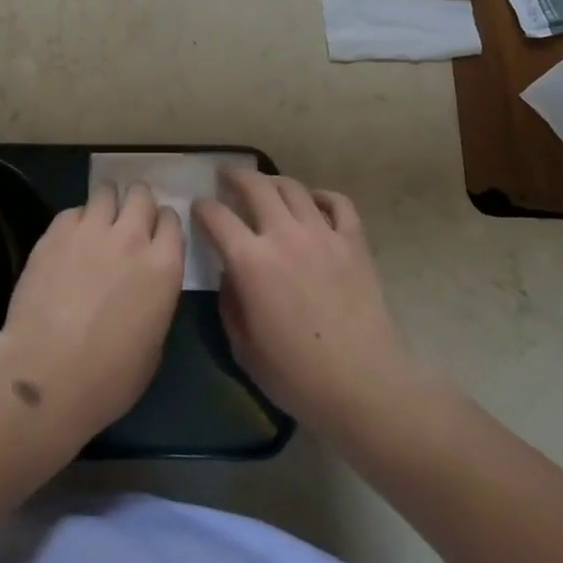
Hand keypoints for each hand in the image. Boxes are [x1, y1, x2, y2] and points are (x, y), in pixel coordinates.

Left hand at [0, 183, 183, 445]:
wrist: (47, 374)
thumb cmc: (109, 377)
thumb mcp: (154, 343)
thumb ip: (155, 297)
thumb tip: (144, 283)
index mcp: (163, 266)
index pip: (171, 219)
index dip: (162, 224)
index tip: (155, 234)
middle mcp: (131, 237)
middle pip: (141, 194)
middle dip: (136, 203)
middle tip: (127, 221)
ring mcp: (91, 230)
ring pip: (106, 191)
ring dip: (106, 204)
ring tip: (98, 223)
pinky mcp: (56, 232)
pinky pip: (73, 211)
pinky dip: (76, 221)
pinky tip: (68, 242)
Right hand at [195, 173, 417, 436]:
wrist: (364, 386)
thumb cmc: (297, 376)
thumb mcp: (243, 348)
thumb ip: (230, 304)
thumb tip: (230, 276)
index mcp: (250, 262)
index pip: (216, 216)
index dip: (202, 208)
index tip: (198, 207)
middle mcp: (284, 236)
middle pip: (255, 186)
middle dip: (235, 176)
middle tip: (226, 176)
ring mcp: (322, 234)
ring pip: (293, 188)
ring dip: (274, 181)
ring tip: (266, 186)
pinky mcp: (353, 242)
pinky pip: (338, 203)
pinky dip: (322, 196)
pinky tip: (314, 202)